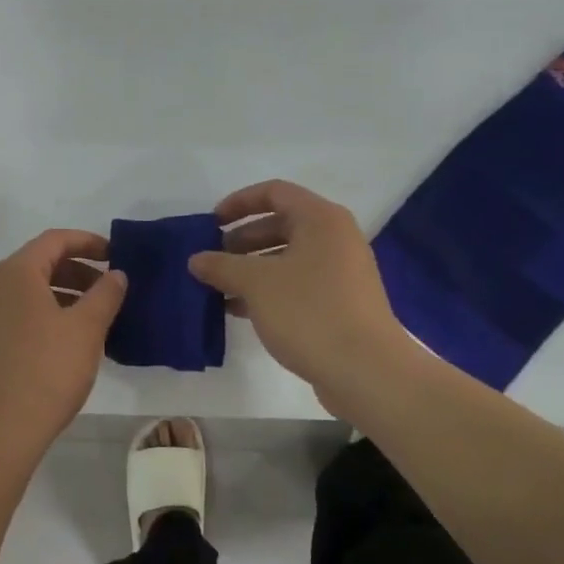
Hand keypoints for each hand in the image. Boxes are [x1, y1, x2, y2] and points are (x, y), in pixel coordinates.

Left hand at [0, 229, 127, 471]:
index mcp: (16, 273)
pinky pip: (19, 315)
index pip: (54, 240)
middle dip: (78, 271)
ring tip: (95, 318)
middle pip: (40, 264)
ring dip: (64, 295)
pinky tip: (68, 341)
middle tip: (110, 289)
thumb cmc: (46, 371)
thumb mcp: (86, 328)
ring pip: (30, 292)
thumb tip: (116, 274)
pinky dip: (47, 315)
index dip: (88, 242)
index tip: (116, 254)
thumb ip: (106, 294)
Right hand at [188, 180, 412, 417]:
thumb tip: (196, 259)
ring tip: (218, 288)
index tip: (211, 223)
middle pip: (280, 225)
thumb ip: (222, 266)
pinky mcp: (340, 304)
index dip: (239, 203)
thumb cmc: (310, 312)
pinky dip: (268, 291)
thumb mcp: (256, 283)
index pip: (274, 192)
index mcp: (321, 220)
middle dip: (241, 240)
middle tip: (212, 260)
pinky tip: (238, 310)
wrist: (367, 372)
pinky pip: (296, 285)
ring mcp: (340, 273)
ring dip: (251, 269)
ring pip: (286, 258)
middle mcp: (334, 239)